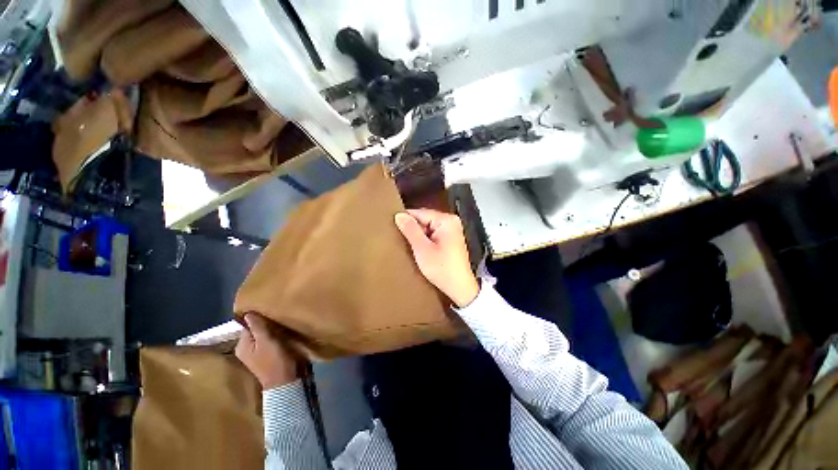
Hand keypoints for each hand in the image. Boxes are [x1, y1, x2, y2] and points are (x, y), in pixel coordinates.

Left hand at [235, 314, 298, 389]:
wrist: (282, 381)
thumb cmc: (274, 360)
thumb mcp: (266, 341)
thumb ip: (257, 327)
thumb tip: (247, 313)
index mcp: (241, 345)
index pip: (248, 325)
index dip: (259, 319)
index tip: (271, 316)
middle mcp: (243, 349)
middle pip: (253, 331)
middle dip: (264, 325)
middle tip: (277, 321)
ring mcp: (252, 354)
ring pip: (259, 336)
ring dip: (268, 332)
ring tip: (280, 327)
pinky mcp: (261, 357)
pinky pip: (264, 342)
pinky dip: (270, 338)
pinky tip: (279, 337)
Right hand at [394, 209, 478, 307]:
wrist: (460, 288)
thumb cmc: (442, 269)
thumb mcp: (422, 249)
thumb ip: (410, 230)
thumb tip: (399, 215)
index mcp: (446, 220)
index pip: (420, 213)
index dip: (405, 218)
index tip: (390, 224)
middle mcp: (451, 222)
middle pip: (425, 219)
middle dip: (412, 228)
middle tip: (396, 236)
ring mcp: (452, 231)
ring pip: (428, 228)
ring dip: (417, 235)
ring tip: (404, 243)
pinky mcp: (450, 240)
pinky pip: (433, 234)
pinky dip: (424, 240)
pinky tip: (416, 248)